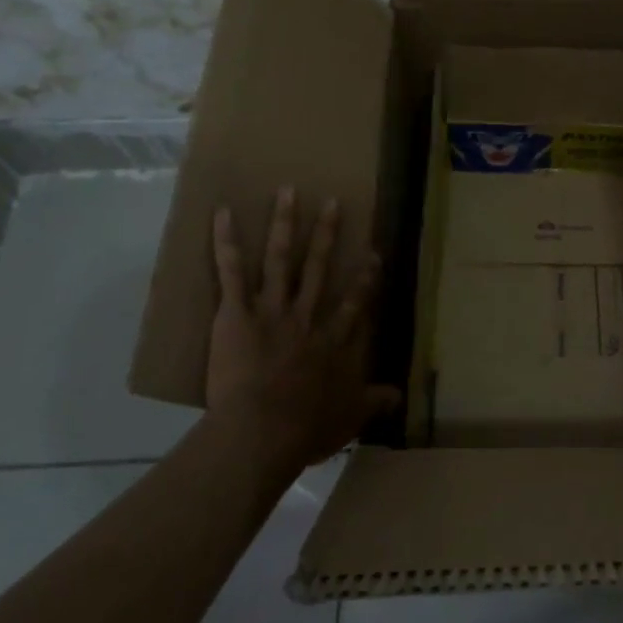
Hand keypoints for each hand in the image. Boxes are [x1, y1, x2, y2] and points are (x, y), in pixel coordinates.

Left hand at [206, 188, 399, 466]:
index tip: (372, 253)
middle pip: (318, 268)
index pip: (353, 303)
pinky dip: (226, 242)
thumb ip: (373, 403)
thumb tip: (398, 396)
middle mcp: (306, 317)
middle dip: (326, 234)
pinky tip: (223, 213)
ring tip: (288, 191)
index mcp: (331, 341)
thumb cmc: (305, 429)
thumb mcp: (349, 419)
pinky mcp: (237, 313)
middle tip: (332, 203)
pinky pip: (231, 272)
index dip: (364, 278)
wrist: (262, 431)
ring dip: (284, 223)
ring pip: (280, 259)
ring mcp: (272, 310)